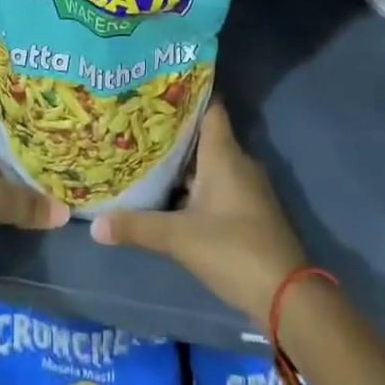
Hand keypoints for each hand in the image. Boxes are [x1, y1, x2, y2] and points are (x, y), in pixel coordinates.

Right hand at [90, 103, 306, 324]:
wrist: (289, 297)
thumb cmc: (234, 250)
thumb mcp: (180, 238)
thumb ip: (138, 227)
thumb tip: (95, 225)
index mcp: (224, 153)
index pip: (208, 106)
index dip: (185, 93)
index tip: (155, 87)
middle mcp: (237, 161)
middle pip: (203, 134)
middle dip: (173, 130)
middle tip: (136, 122)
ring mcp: (245, 187)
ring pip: (209, 161)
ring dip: (182, 160)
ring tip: (144, 154)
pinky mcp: (248, 211)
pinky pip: (217, 184)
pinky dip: (194, 184)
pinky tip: (169, 192)